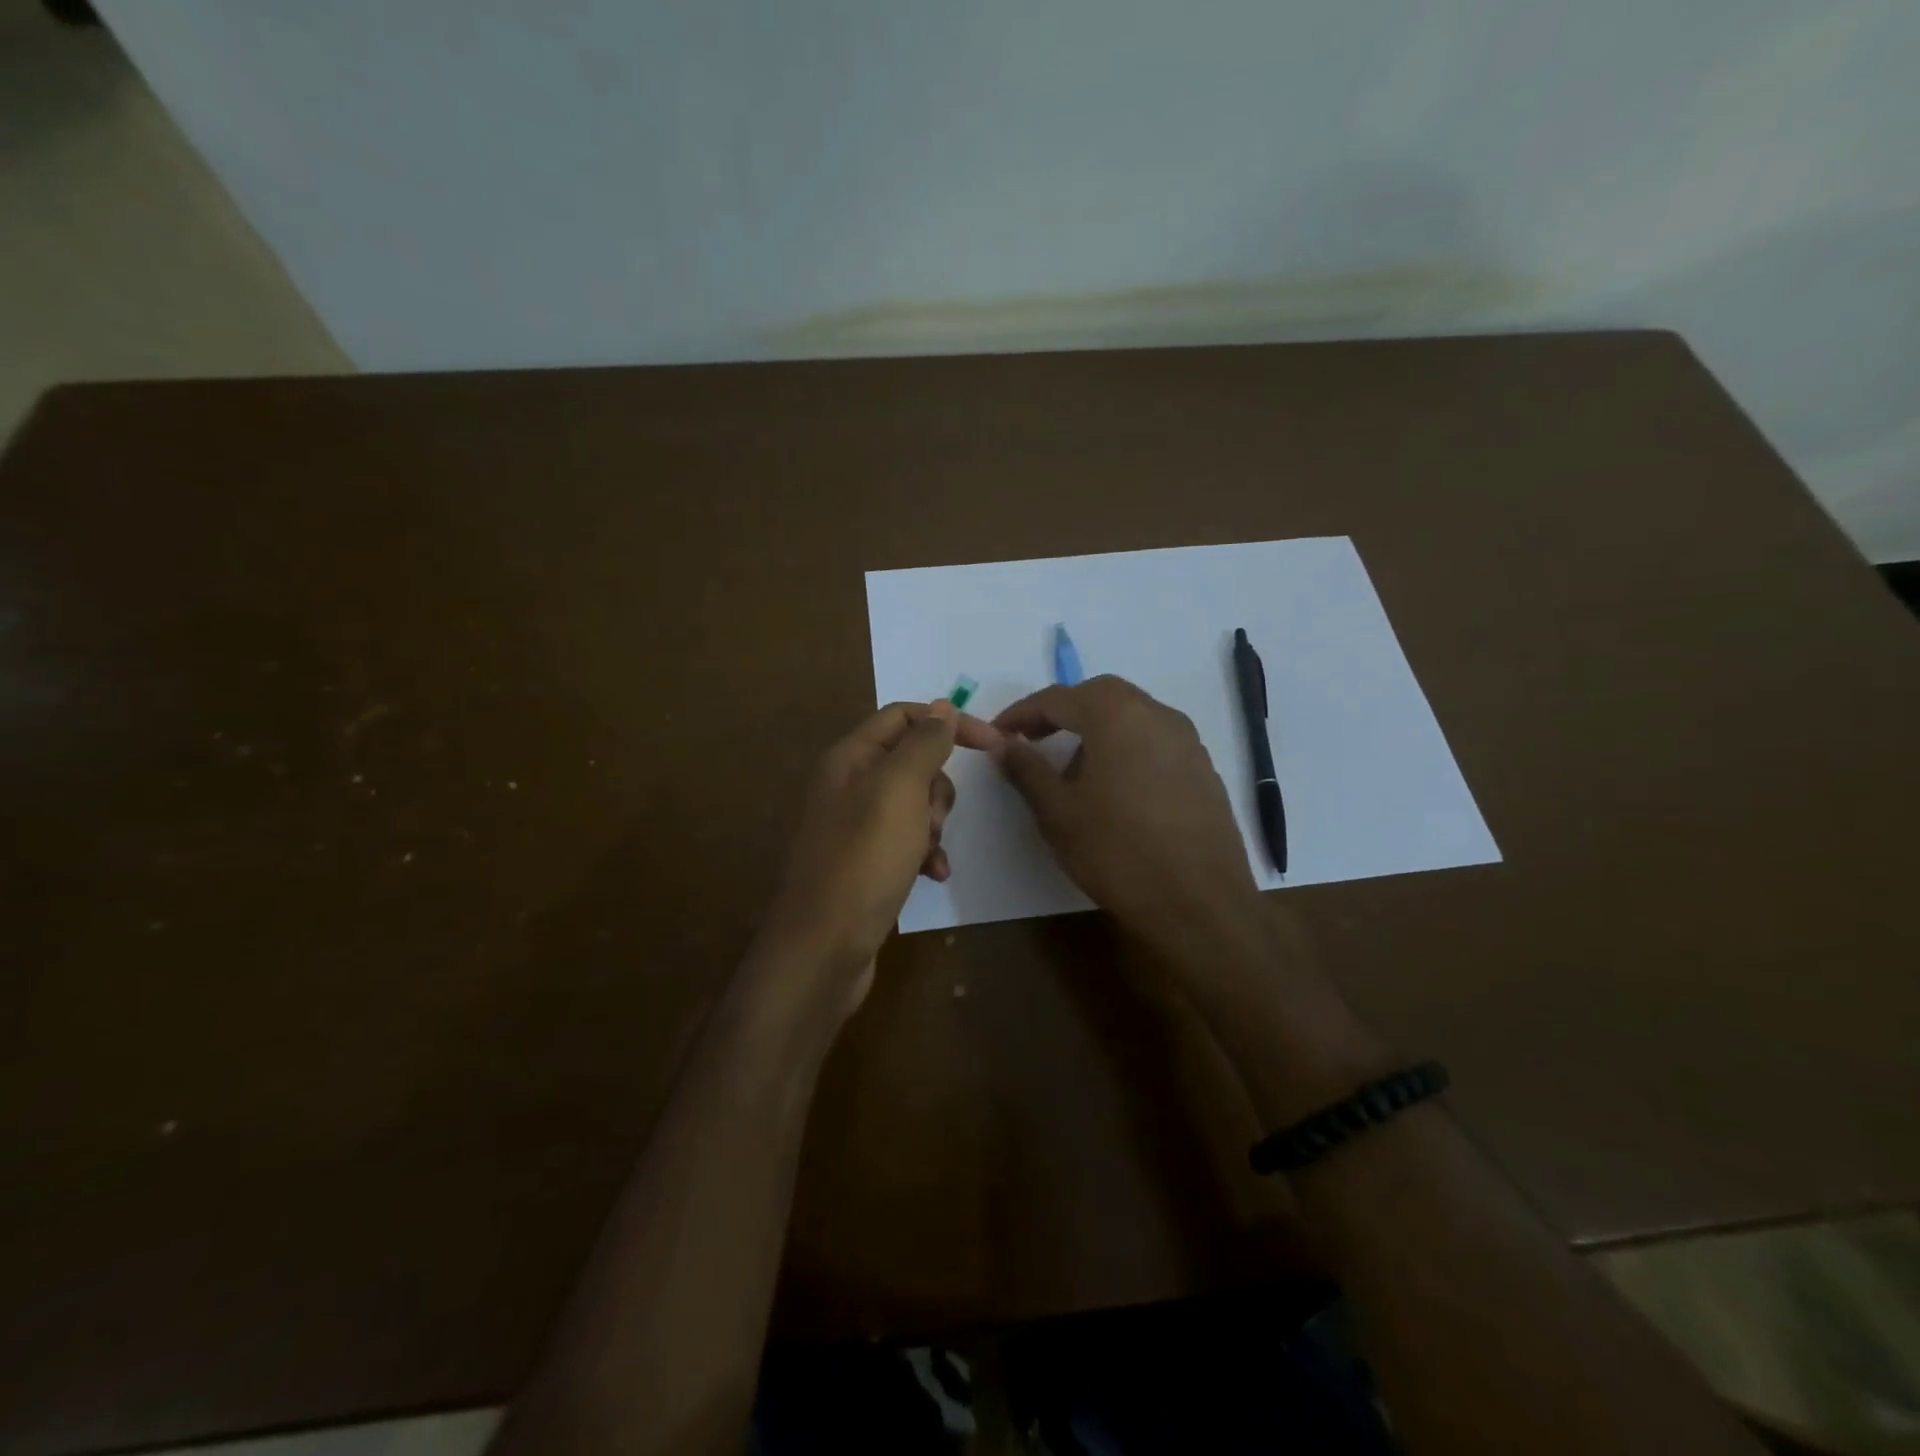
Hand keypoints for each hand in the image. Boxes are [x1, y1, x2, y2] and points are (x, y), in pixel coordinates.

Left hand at [759, 700, 1000, 1020]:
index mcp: (850, 758)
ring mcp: (856, 826)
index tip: (993, 744)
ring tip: (928, 853)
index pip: (904, 717)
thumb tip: (942, 707)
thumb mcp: (898, 791)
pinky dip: (926, 853)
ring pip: (915, 804)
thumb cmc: (863, 860)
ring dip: (934, 824)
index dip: (948, 722)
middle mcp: (849, 785)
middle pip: (913, 762)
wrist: (823, 948)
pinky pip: (908, 841)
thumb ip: (923, 744)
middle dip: (937, 788)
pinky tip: (933, 875)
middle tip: (931, 820)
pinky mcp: (866, 862)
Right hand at [994, 675, 1260, 957]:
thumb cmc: (1116, 851)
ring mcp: (1187, 741)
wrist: (1198, 903)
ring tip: (1072, 771)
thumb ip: (1026, 769)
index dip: (1022, 713)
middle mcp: (1157, 714)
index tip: (998, 732)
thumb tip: (1002, 743)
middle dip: (1063, 713)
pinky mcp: (1204, 769)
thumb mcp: (1057, 812)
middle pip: (1100, 696)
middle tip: (1033, 740)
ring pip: (1132, 717)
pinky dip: (1126, 750)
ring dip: (1096, 730)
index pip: (1058, 698)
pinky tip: (1116, 790)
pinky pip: (1155, 743)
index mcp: (1116, 715)